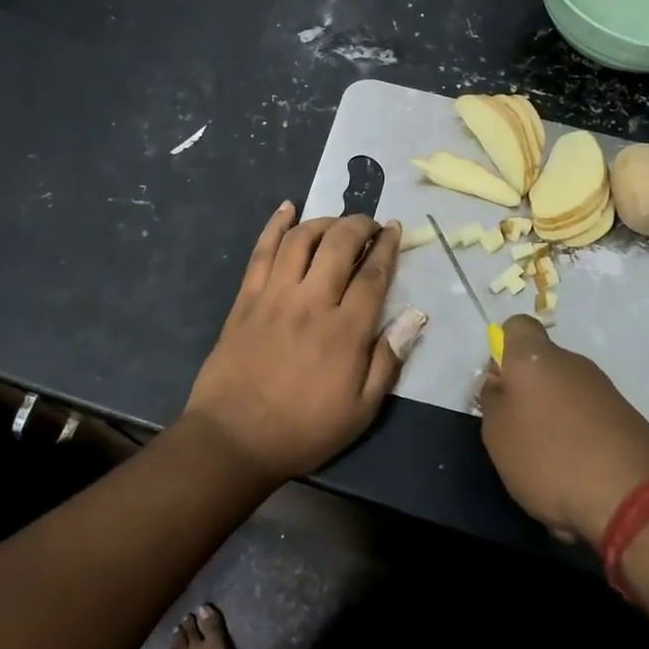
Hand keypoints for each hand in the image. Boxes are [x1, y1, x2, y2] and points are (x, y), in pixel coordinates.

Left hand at [184, 204, 406, 480]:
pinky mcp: (246, 299)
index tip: (394, 228)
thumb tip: (415, 316)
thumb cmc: (304, 429)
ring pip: (301, 239)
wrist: (233, 439)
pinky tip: (286, 209)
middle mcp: (312, 302)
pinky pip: (262, 252)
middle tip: (369, 223)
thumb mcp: (361, 409)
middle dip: (359, 224)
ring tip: (335, 222)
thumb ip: (388, 360)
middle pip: (339, 244)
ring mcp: (274, 296)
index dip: (387, 246)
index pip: (373, 274)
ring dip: (323, 222)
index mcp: (345, 330)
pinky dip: (275, 226)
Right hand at [480, 315, 648, 543]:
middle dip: (529, 392)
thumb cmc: (550, 457)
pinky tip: (578, 477)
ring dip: (555, 421)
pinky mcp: (629, 420)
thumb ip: (493, 401)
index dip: (504, 348)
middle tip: (518, 433)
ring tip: (549, 466)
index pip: (517, 326)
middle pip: (543, 365)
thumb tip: (501, 383)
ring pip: (567, 396)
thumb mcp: (497, 434)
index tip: (500, 383)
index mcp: (536, 358)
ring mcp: (605, 390)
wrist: (634, 497)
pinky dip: (581, 442)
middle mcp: (573, 363)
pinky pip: (591, 421)